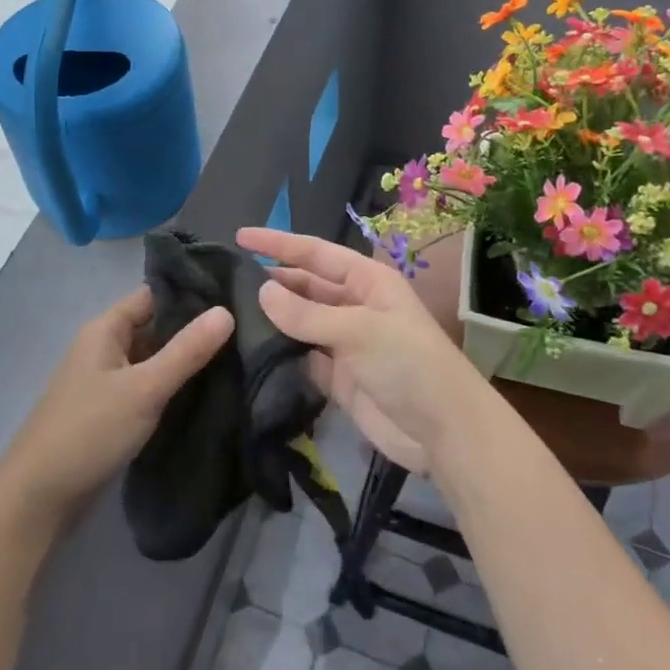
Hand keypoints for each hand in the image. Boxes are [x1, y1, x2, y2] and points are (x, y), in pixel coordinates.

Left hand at [0, 286, 233, 520]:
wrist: (39, 497)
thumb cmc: (90, 430)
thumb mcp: (144, 388)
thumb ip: (186, 351)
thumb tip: (227, 311)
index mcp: (105, 329)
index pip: (152, 296)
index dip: (190, 294)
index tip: (233, 297)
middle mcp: (103, 347)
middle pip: (153, 327)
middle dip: (192, 330)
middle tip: (243, 331)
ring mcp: (104, 381)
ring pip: (151, 359)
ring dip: (182, 361)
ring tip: (235, 358)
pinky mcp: (108, 411)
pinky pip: (145, 386)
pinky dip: (169, 387)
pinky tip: (203, 393)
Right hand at [236, 227, 489, 476]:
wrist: (443, 433)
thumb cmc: (408, 364)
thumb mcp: (358, 330)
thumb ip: (307, 314)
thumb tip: (261, 291)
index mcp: (367, 281)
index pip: (315, 253)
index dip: (278, 244)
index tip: (239, 237)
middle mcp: (354, 306)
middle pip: (306, 285)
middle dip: (272, 280)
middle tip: (226, 280)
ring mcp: (346, 343)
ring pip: (301, 322)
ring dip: (273, 318)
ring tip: (229, 313)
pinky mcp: (338, 378)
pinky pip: (302, 357)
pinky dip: (281, 354)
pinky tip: (250, 351)